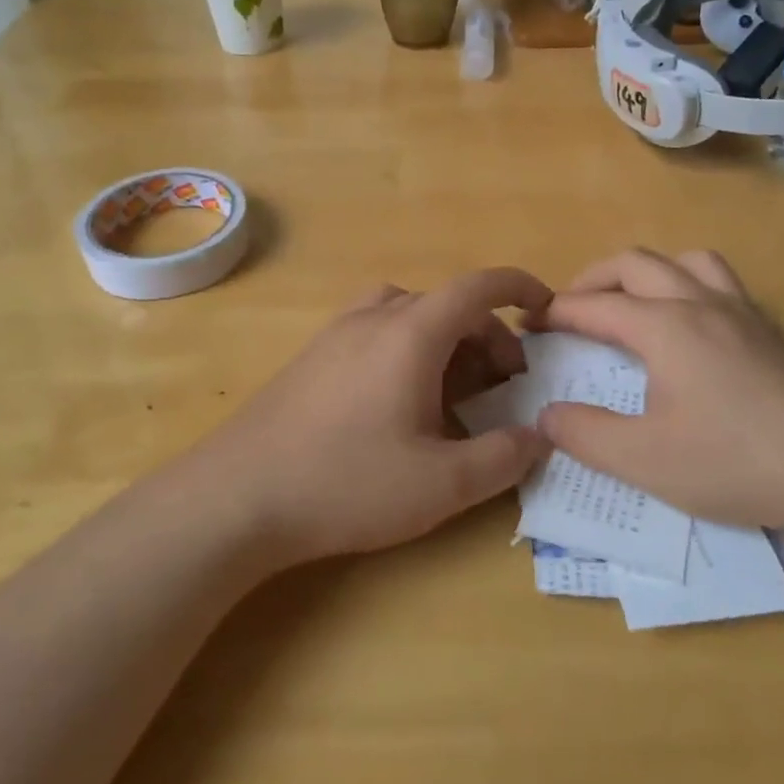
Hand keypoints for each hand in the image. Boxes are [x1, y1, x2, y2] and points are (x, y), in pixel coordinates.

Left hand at [199, 268, 552, 563]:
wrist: (237, 496)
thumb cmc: (347, 483)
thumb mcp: (442, 484)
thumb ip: (503, 458)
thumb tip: (540, 436)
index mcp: (412, 333)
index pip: (478, 287)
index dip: (519, 288)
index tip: (547, 309)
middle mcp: (375, 317)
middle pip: (447, 304)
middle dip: (488, 336)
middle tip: (504, 387)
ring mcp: (337, 333)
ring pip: (409, 315)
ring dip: (445, 340)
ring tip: (454, 391)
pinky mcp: (314, 356)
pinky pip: (376, 330)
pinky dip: (407, 348)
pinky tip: (401, 401)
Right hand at [536, 249, 783, 541]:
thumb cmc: (737, 461)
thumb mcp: (646, 460)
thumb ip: (586, 435)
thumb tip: (546, 415)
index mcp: (664, 327)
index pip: (595, 305)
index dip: (556, 311)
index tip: (529, 323)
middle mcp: (700, 303)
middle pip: (636, 263)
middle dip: (594, 279)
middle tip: (571, 308)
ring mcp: (742, 313)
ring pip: (686, 261)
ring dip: (648, 272)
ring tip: (634, 303)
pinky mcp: (771, 332)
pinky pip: (720, 283)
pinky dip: (688, 286)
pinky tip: (692, 327)